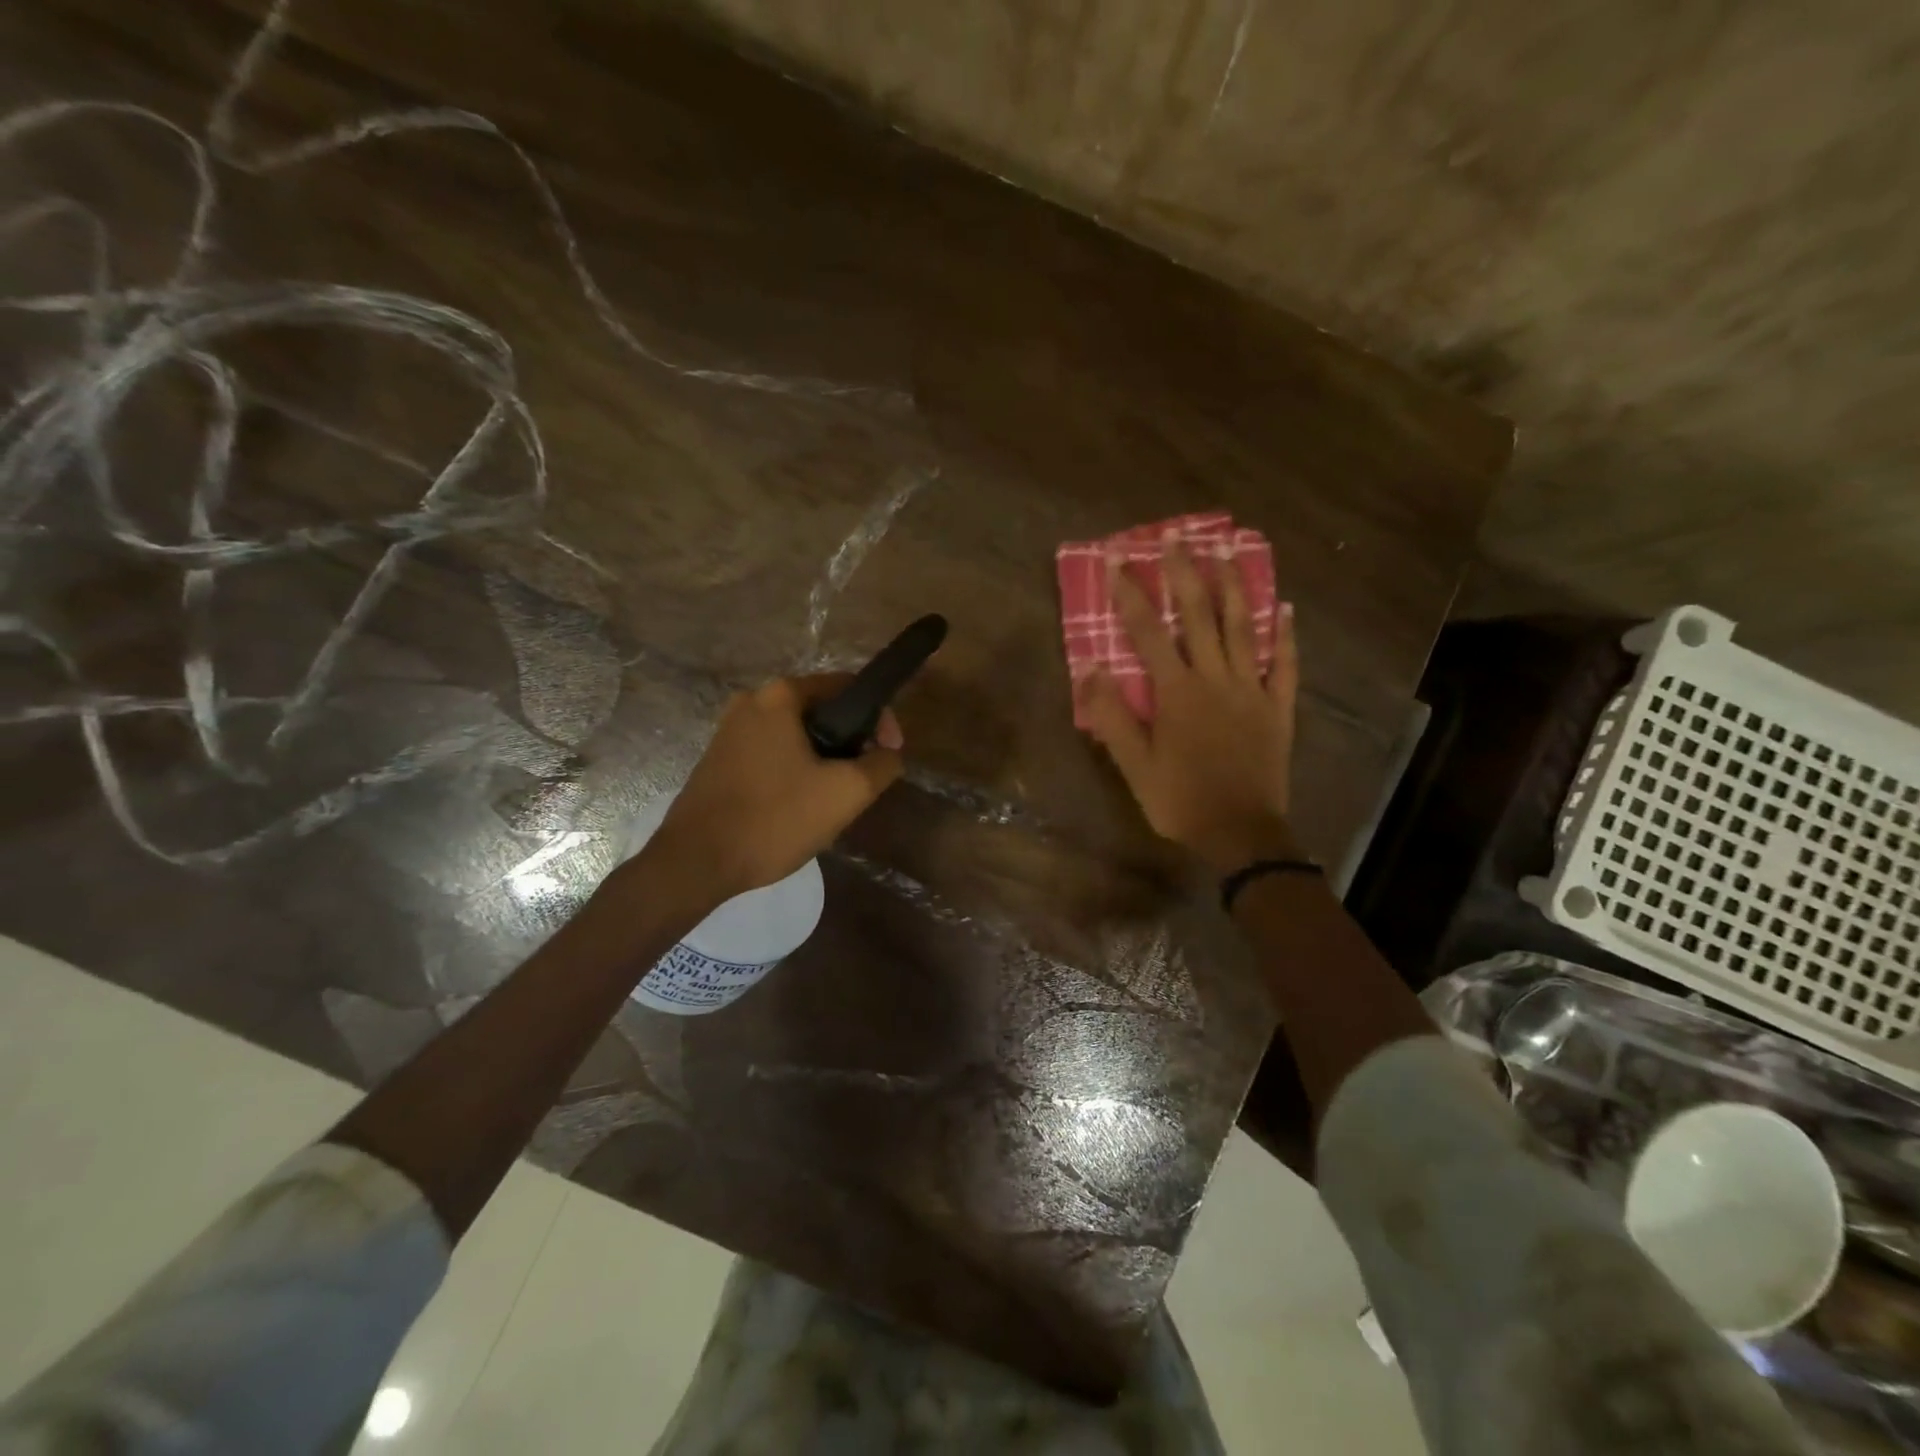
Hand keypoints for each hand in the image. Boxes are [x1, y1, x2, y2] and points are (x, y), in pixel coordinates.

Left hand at [649, 675, 904, 900]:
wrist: (697, 862)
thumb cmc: (775, 819)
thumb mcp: (846, 792)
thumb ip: (882, 764)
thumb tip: (889, 753)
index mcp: (780, 696)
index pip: (847, 687)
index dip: (879, 718)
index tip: (889, 753)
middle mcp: (751, 701)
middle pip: (821, 711)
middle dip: (850, 742)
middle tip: (864, 780)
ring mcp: (729, 730)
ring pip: (796, 736)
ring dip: (823, 759)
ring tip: (835, 798)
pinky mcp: (718, 759)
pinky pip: (771, 753)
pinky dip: (794, 770)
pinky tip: (799, 806)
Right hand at [1076, 534, 1299, 872]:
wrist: (1242, 833)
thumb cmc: (1181, 800)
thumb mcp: (1134, 766)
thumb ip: (1112, 717)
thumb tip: (1090, 669)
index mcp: (1177, 692)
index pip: (1148, 632)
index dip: (1130, 594)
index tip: (1117, 561)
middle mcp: (1215, 679)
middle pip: (1199, 616)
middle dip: (1185, 574)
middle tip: (1177, 537)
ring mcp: (1252, 690)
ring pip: (1242, 628)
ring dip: (1233, 587)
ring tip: (1227, 551)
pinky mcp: (1278, 707)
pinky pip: (1284, 664)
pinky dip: (1284, 636)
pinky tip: (1284, 609)